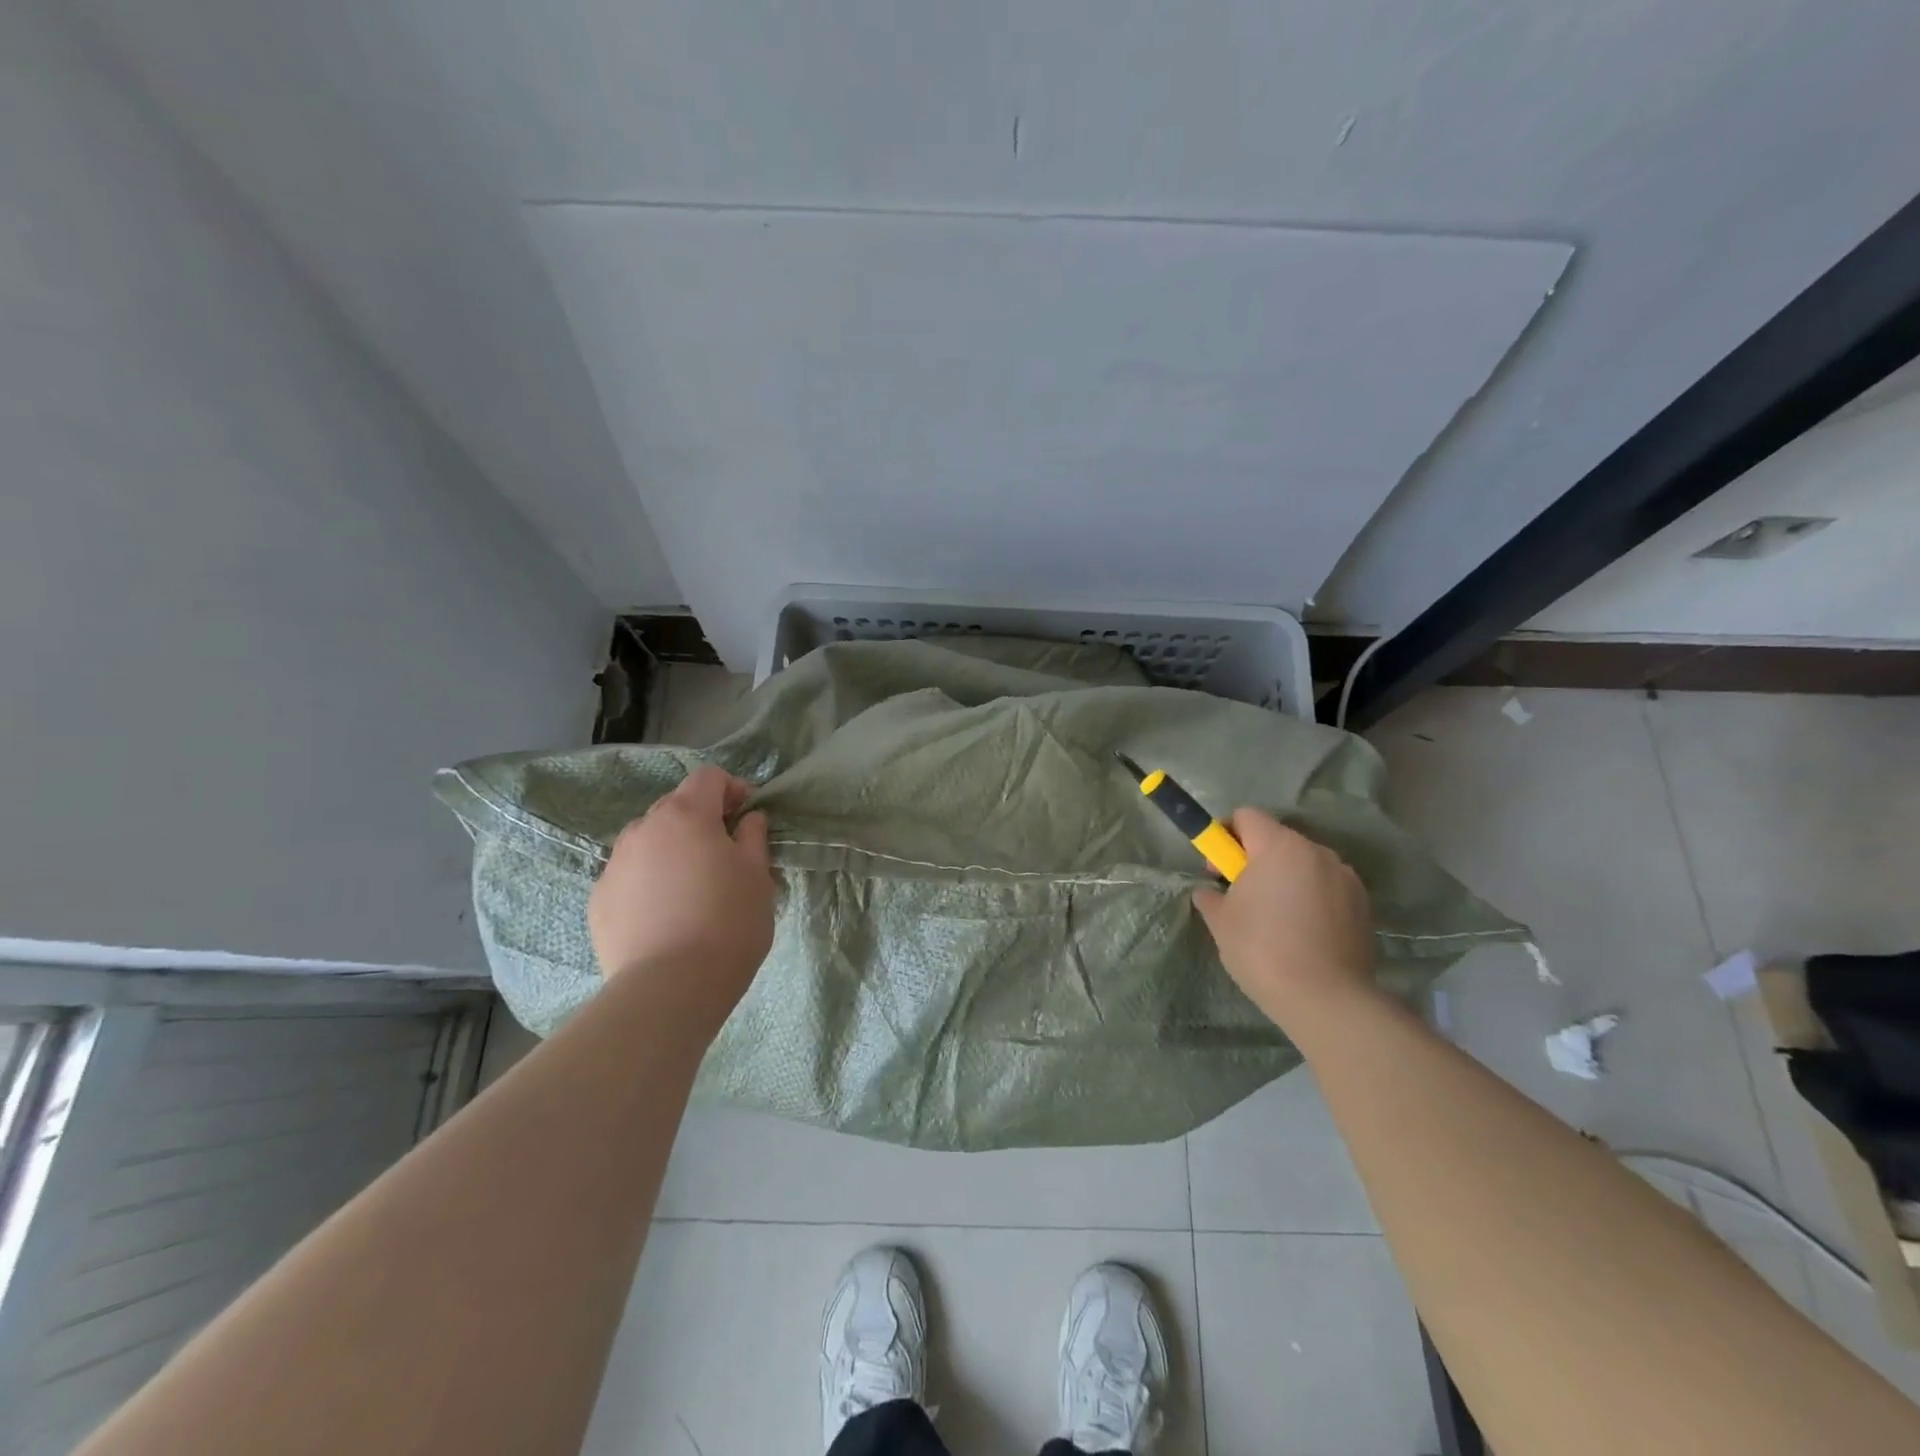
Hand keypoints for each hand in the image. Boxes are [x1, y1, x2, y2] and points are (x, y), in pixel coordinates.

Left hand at [588, 765, 774, 1029]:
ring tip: (692, 890)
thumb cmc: (728, 922)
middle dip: (701, 821)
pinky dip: (650, 883)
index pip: (708, 777)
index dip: (733, 790)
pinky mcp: (598, 901)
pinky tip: (666, 917)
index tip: (748, 819)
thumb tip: (747, 820)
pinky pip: (631, 877)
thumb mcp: (758, 876)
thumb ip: (753, 837)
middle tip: (725, 857)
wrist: (670, 988)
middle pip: (676, 807)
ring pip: (649, 842)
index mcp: (685, 815)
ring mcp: (614, 865)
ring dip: (673, 851)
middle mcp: (643, 829)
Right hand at [1192, 809, 1377, 1030]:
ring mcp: (1345, 877)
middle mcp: (1316, 851)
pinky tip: (1303, 934)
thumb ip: (1210, 897)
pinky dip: (1311, 899)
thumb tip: (1209, 892)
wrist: (1327, 999)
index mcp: (1278, 846)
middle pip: (1277, 839)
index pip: (1247, 816)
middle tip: (1242, 896)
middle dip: (1256, 860)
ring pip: (1304, 865)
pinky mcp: (1363, 905)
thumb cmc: (1263, 950)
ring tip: (1276, 919)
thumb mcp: (1220, 922)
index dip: (1226, 834)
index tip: (1218, 868)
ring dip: (1286, 879)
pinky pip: (1327, 888)